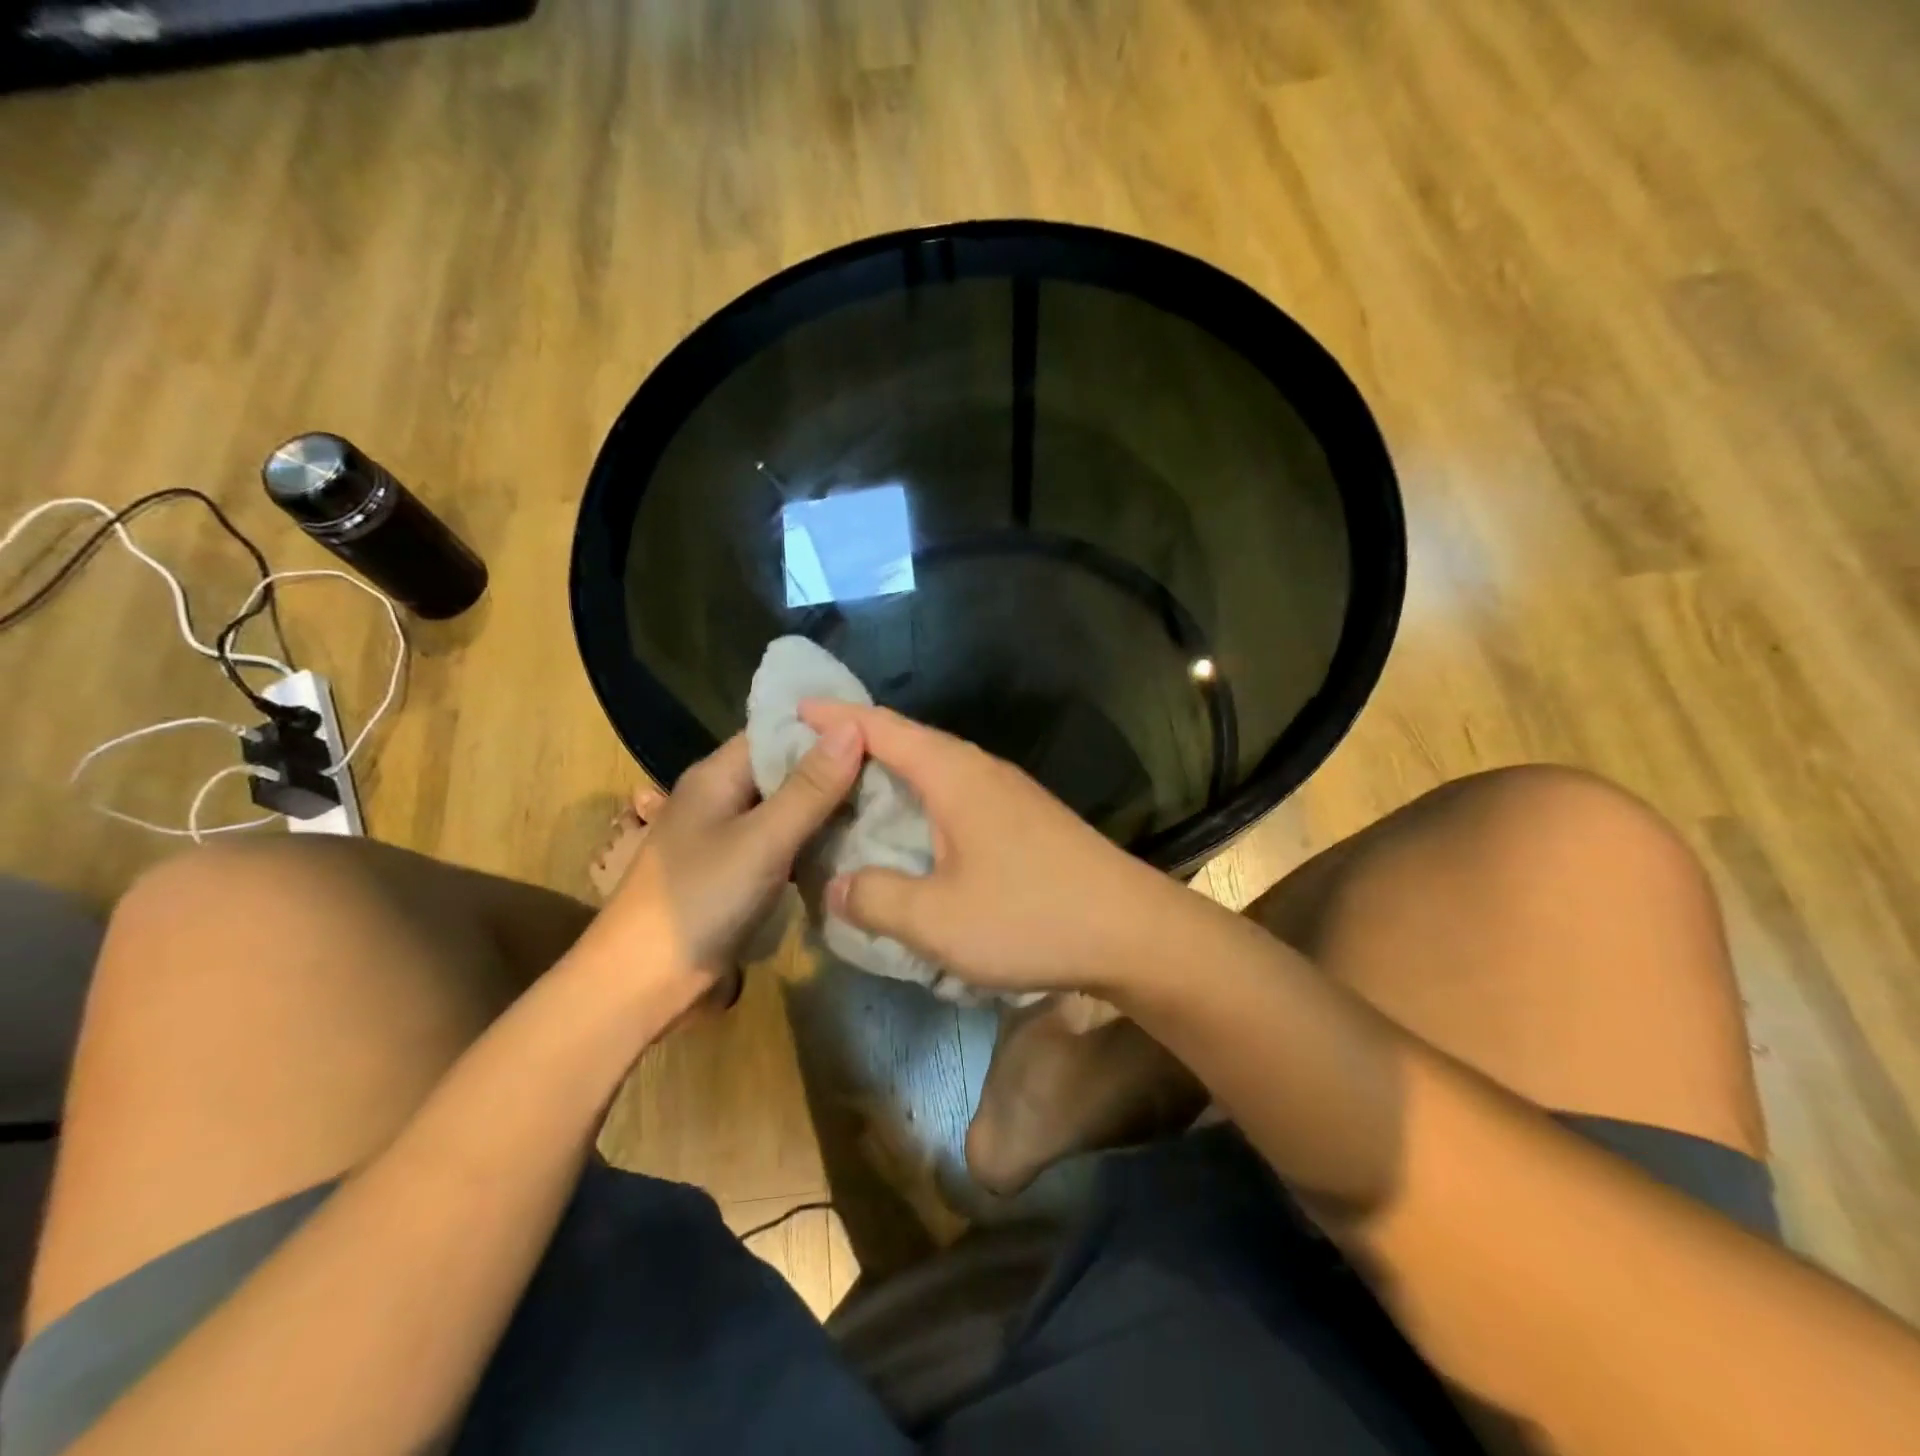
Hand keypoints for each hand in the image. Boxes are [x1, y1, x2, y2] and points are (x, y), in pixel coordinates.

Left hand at [586, 726, 863, 998]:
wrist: (643, 984)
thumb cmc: (700, 900)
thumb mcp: (762, 840)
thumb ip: (810, 787)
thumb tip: (854, 726)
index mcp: (718, 774)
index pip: (778, 730)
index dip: (827, 726)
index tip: (881, 730)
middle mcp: (723, 796)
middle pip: (786, 768)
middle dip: (836, 768)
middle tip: (896, 771)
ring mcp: (730, 836)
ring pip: (789, 808)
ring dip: (829, 807)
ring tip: (887, 804)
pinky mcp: (739, 871)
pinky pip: (785, 842)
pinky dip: (816, 840)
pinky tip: (854, 846)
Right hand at [798, 700, 1181, 995]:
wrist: (1133, 931)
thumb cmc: (1030, 916)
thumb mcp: (936, 919)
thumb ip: (875, 898)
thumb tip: (834, 886)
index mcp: (953, 774)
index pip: (881, 727)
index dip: (834, 715)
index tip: (791, 710)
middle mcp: (980, 770)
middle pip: (906, 743)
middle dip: (854, 749)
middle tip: (806, 767)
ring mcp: (1008, 794)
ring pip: (933, 773)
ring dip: (890, 782)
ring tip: (847, 803)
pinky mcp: (1024, 820)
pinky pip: (956, 799)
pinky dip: (920, 807)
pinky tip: (910, 840)